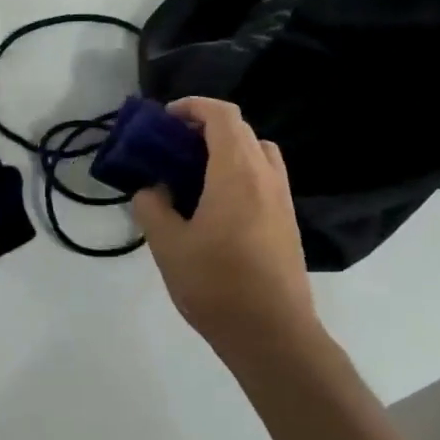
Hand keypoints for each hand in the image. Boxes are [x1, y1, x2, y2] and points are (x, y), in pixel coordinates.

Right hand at [131, 98, 322, 362]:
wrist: (272, 333)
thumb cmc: (216, 285)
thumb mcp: (168, 246)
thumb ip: (152, 208)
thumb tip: (151, 190)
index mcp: (237, 172)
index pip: (221, 116)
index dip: (193, 107)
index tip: (165, 120)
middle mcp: (265, 175)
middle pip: (241, 130)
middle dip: (206, 128)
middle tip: (174, 148)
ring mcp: (282, 198)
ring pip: (257, 152)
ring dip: (227, 150)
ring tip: (196, 175)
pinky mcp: (288, 220)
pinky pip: (265, 177)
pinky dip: (241, 172)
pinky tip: (218, 206)